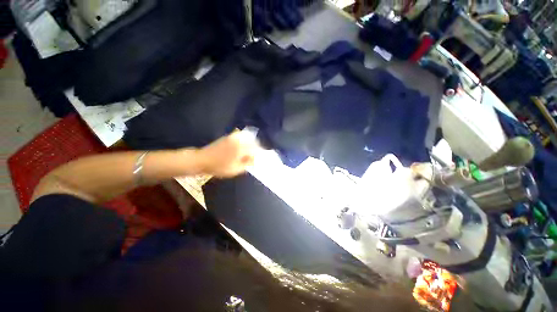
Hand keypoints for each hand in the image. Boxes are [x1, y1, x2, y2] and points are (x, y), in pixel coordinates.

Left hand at [198, 131, 259, 177]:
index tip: (261, 159)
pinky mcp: (229, 136)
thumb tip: (255, 160)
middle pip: (253, 142)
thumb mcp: (235, 169)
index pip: (256, 149)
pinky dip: (245, 140)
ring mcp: (234, 137)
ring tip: (251, 152)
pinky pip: (241, 136)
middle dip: (257, 148)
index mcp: (241, 148)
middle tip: (256, 156)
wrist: (202, 160)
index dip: (260, 154)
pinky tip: (244, 147)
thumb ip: (247, 164)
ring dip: (252, 144)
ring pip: (248, 138)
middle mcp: (239, 140)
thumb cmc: (219, 167)